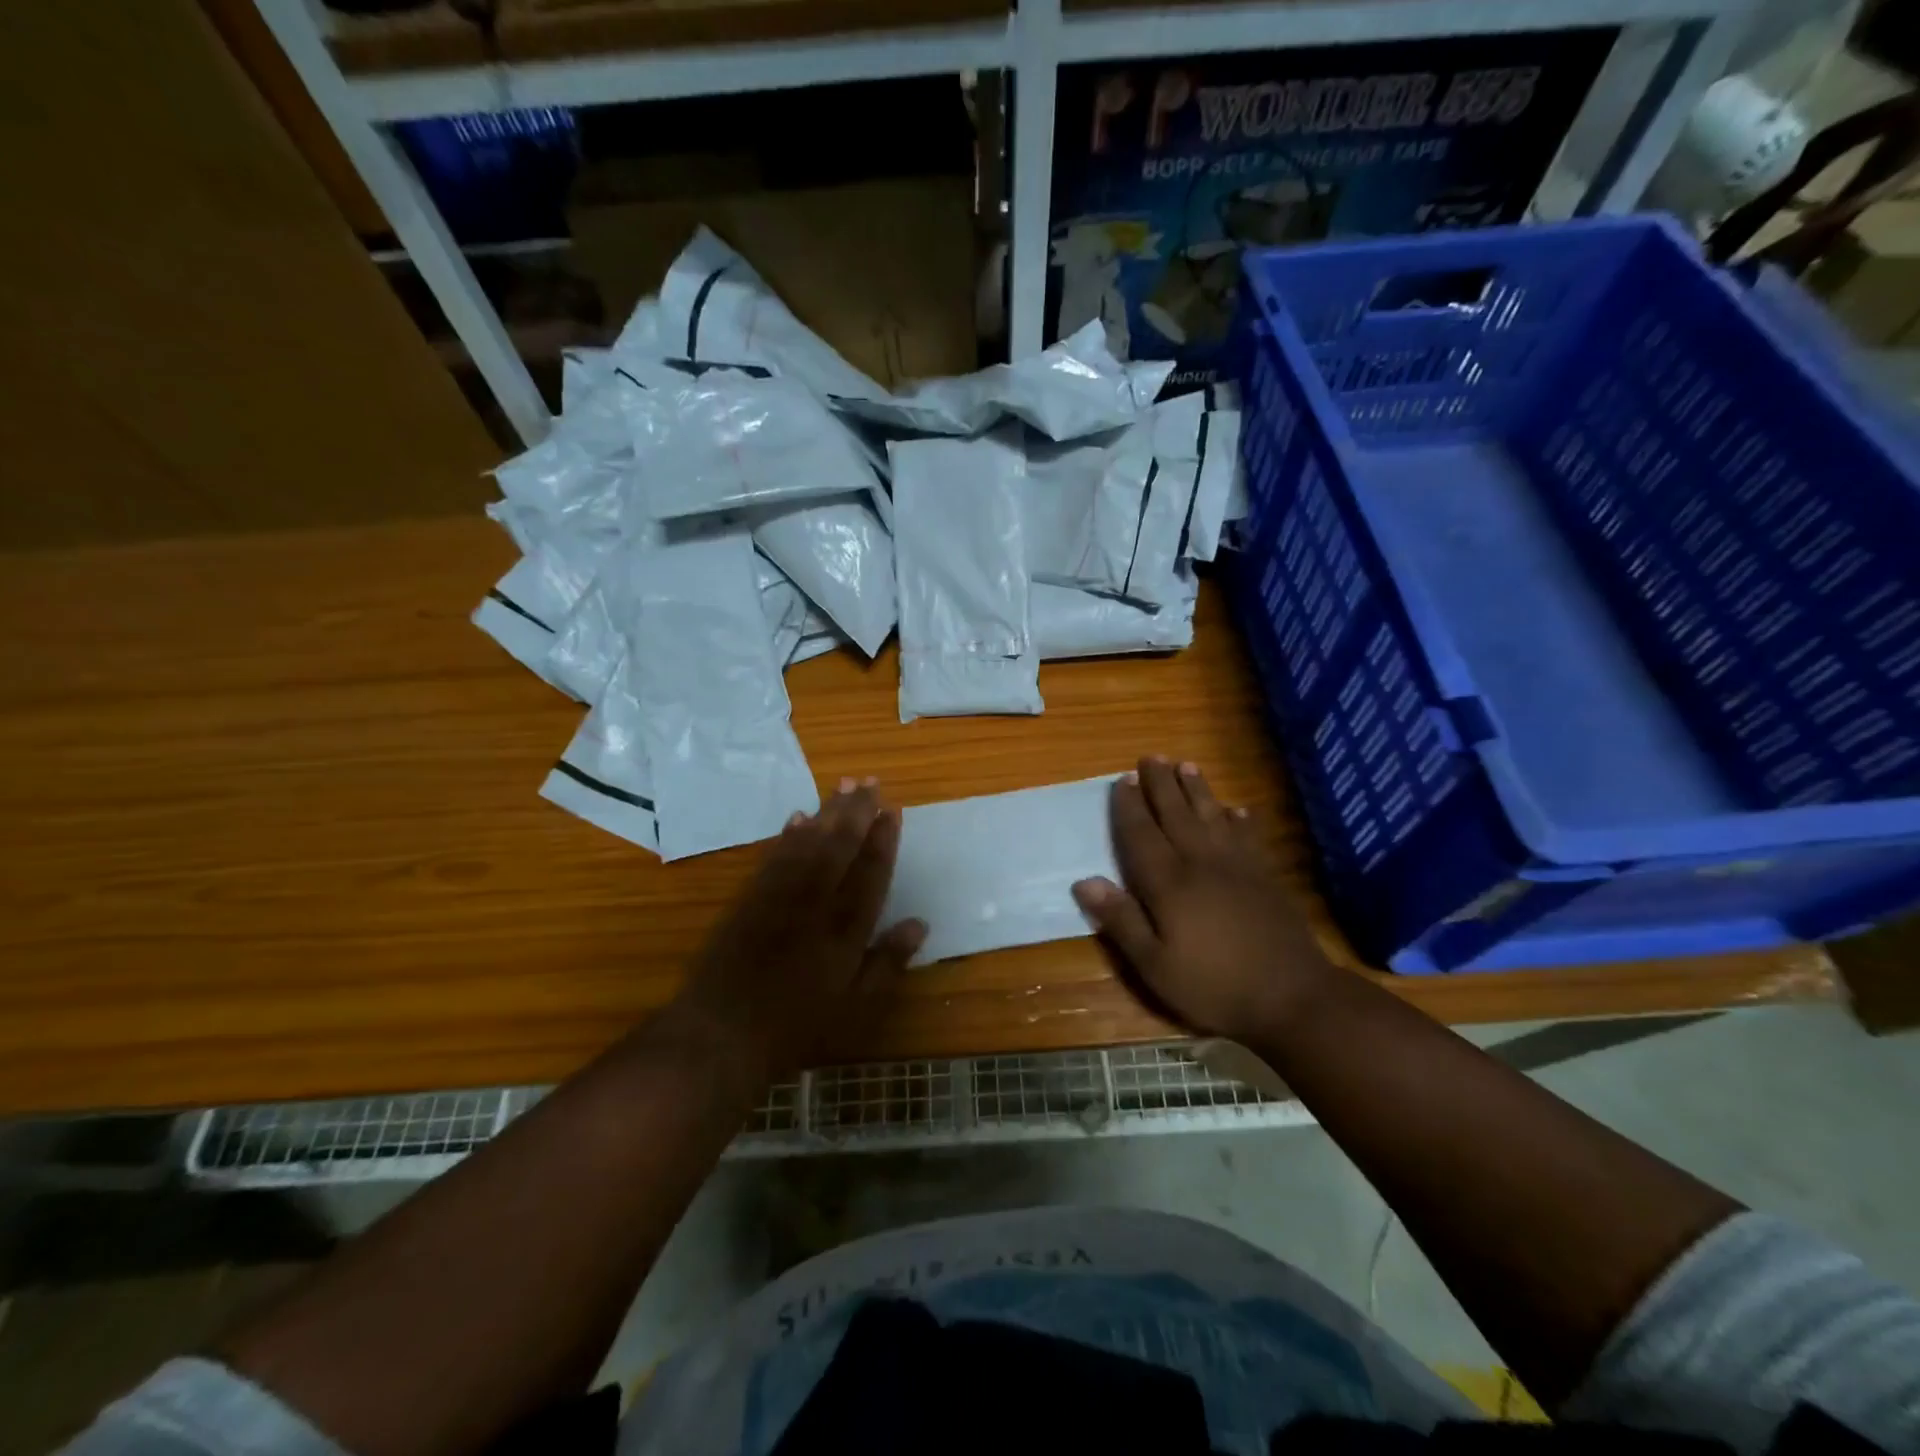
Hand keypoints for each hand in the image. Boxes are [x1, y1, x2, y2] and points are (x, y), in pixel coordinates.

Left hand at [669, 779, 925, 1088]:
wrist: (720, 1034)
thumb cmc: (796, 1028)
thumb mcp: (855, 1008)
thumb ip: (888, 964)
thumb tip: (919, 923)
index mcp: (846, 930)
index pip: (870, 873)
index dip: (883, 839)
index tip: (893, 809)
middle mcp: (815, 903)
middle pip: (839, 847)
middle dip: (857, 812)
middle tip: (869, 780)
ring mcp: (779, 898)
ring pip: (808, 844)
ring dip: (827, 812)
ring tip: (842, 785)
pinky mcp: (749, 900)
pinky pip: (774, 857)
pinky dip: (788, 834)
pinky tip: (798, 816)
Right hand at [1072, 757, 1334, 1044]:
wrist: (1292, 998)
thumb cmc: (1214, 986)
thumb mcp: (1154, 965)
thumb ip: (1121, 920)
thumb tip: (1083, 881)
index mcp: (1169, 884)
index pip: (1142, 835)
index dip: (1130, 807)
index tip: (1123, 779)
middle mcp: (1201, 864)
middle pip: (1176, 815)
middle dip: (1162, 785)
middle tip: (1152, 757)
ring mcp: (1238, 868)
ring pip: (1212, 817)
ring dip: (1198, 790)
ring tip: (1187, 765)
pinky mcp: (1266, 878)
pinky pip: (1249, 837)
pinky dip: (1240, 820)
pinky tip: (1237, 810)